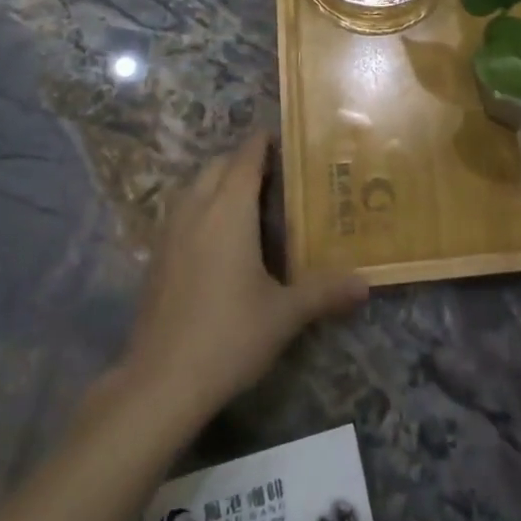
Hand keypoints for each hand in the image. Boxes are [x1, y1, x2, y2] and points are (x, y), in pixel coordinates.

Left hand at [123, 131, 367, 427]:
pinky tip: (216, 238)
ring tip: (247, 199)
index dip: (262, 143)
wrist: (159, 384)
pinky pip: (181, 214)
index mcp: (229, 211)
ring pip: (194, 188)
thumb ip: (324, 292)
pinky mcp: (155, 259)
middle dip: (242, 160)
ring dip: (217, 182)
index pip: (245, 159)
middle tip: (274, 171)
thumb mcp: (284, 315)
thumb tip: (366, 283)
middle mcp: (196, 211)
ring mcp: (169, 234)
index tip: (282, 136)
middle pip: (216, 166)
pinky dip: (201, 207)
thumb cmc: (228, 337)